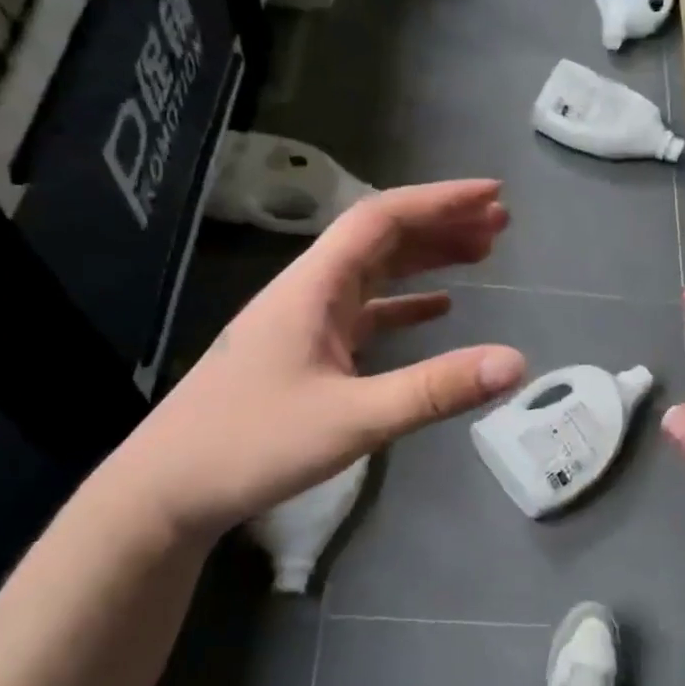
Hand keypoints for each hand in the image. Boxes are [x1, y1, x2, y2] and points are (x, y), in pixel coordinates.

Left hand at [101, 180, 527, 540]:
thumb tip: (516, 363)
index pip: (381, 219)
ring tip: (480, 252)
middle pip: (381, 238)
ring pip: (375, 272)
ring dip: (426, 258)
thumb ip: (434, 390)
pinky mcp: (305, 352)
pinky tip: (437, 309)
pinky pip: (365, 312)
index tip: (492, 196)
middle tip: (500, 223)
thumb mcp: (352, 419)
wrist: (168, 489)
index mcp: (314, 287)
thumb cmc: (252, 445)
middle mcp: (310, 291)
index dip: (439, 201)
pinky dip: (404, 303)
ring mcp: (305, 322)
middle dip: (441, 224)